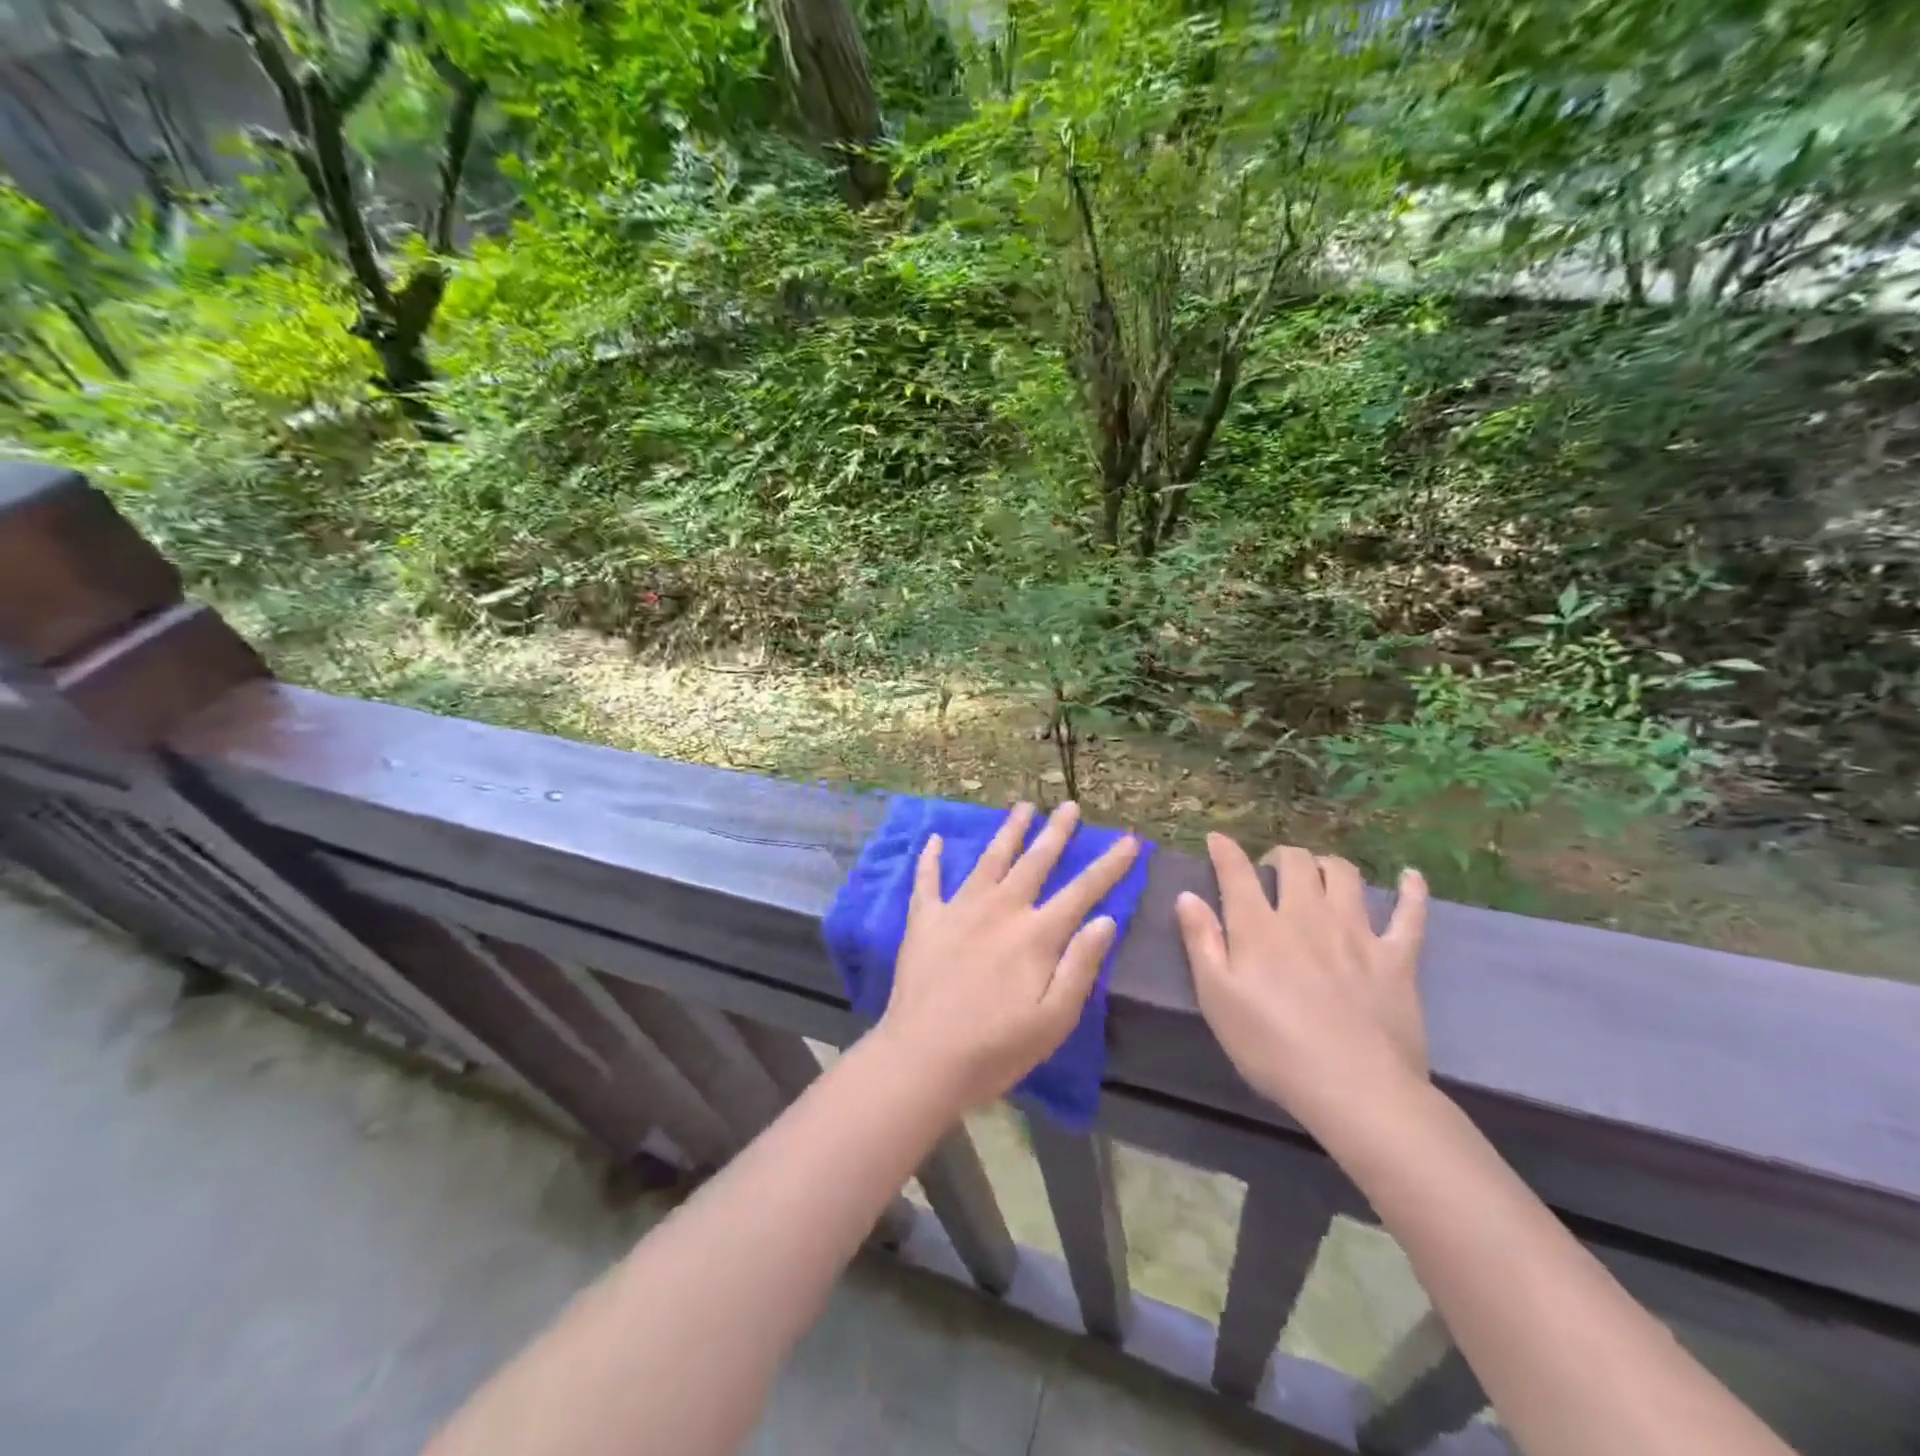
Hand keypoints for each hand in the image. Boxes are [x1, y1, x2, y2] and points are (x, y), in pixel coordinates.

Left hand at [878, 801, 1139, 1109]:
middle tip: (1071, 806)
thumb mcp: (1054, 1018)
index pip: (1082, 890)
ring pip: (990, 859)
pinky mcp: (926, 920)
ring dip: (1009, 831)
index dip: (1109, 864)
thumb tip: (1106, 919)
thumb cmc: (996, 1047)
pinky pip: (928, 880)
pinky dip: (932, 858)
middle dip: (1056, 832)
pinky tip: (935, 838)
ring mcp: (960, 909)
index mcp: (1036, 934)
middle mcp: (1000, 909)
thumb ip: (1081, 965)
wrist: (924, 1058)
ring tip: (1024, 806)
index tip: (1129, 840)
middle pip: (1034, 861)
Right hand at [1176, 835, 1429, 1136]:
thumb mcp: (1217, 998)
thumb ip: (1201, 942)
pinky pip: (1410, 914)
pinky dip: (1411, 891)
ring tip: (1319, 874)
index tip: (1217, 839)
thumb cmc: (1273, 1048)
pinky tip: (1409, 877)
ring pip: (1343, 875)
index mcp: (1259, 927)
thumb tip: (1187, 896)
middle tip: (1272, 871)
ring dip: (1327, 864)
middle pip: (1296, 863)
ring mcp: (1357, 932)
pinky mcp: (1397, 957)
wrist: (1355, 1089)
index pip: (1237, 872)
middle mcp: (1307, 916)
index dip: (1225, 851)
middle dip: (1280, 856)